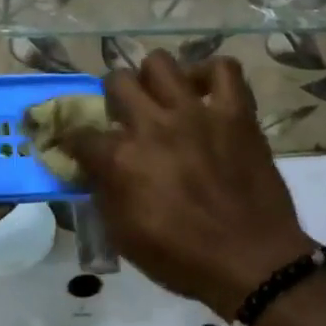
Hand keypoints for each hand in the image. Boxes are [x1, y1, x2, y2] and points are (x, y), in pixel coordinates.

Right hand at [64, 53, 315, 318]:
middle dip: (113, 98)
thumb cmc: (182, 258)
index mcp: (122, 158)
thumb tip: (91, 170)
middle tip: (125, 117)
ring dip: (153, 79)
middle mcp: (153, 125)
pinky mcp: (235, 113)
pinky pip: (224, 70)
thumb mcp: (123, 236)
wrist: (252, 263)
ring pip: (160, 63)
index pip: (79, 134)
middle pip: (117, 81)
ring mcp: (196, 113)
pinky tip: (203, 93)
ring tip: (161, 99)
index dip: (73, 141)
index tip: (78, 148)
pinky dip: (210, 75)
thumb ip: (103, 194)